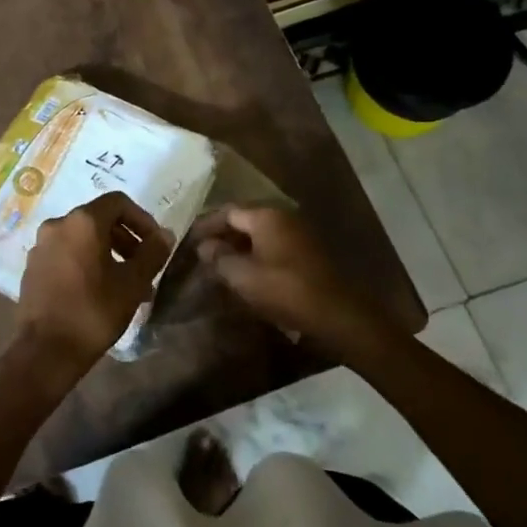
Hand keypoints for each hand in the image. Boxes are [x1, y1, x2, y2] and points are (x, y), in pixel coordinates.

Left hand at [15, 192, 170, 381]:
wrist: (45, 351)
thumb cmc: (93, 312)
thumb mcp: (132, 283)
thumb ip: (152, 253)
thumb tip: (164, 234)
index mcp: (82, 221)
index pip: (118, 202)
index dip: (142, 219)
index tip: (155, 244)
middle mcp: (58, 224)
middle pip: (99, 219)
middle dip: (126, 239)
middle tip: (143, 266)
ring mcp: (41, 245)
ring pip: (82, 238)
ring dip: (108, 253)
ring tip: (126, 284)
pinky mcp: (32, 266)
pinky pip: (66, 253)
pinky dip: (86, 262)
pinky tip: (98, 291)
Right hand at [194, 205, 384, 354]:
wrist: (337, 314)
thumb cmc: (285, 289)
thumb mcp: (244, 276)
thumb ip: (219, 258)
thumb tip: (204, 246)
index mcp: (265, 216)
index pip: (227, 212)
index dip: (206, 225)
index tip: (189, 240)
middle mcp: (283, 217)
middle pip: (244, 221)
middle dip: (222, 236)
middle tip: (202, 254)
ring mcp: (298, 234)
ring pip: (259, 235)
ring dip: (239, 247)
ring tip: (220, 266)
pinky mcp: (308, 253)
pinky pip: (273, 246)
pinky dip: (256, 255)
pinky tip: (247, 274)